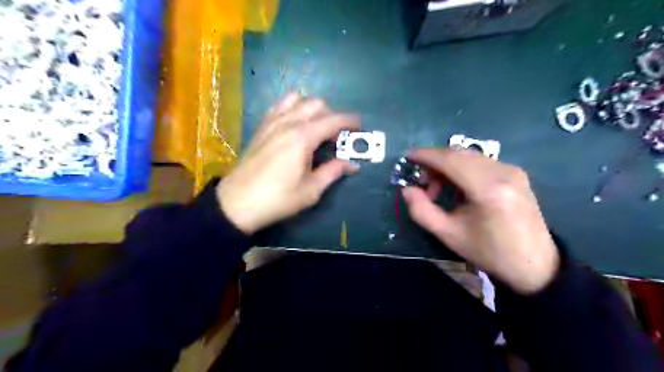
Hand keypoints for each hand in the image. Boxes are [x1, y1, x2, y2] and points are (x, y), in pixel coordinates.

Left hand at [219, 91, 359, 233]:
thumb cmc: (278, 199)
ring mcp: (272, 122)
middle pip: (317, 104)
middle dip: (332, 115)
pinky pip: (279, 105)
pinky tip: (294, 123)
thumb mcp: (311, 190)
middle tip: (337, 136)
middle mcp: (288, 123)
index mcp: (303, 137)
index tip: (359, 125)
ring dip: (312, 108)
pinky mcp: (261, 127)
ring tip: (316, 127)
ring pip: (298, 99)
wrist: (237, 203)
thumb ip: (333, 172)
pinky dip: (292, 107)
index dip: (350, 121)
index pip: (333, 120)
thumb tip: (352, 164)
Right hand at [402, 149, 556, 293]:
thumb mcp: (448, 235)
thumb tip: (407, 189)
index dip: (426, 155)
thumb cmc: (489, 252)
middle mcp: (503, 172)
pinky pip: (480, 162)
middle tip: (420, 181)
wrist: (535, 264)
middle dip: (434, 162)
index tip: (407, 157)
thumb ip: (421, 211)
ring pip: (469, 156)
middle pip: (459, 154)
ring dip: (447, 166)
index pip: (450, 160)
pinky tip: (456, 187)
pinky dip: (461, 168)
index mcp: (488, 189)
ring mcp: (512, 170)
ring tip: (436, 189)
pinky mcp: (515, 173)